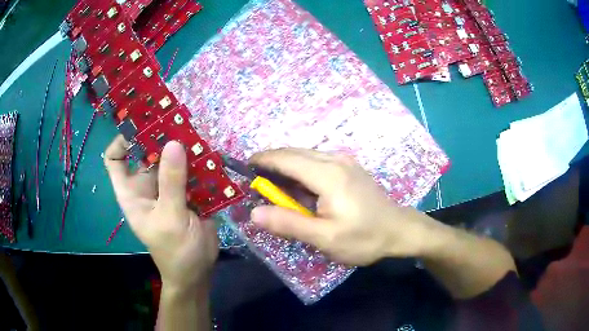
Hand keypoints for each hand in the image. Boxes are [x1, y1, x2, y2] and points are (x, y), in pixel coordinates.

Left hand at [105, 135, 217, 292]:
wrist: (198, 271)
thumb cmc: (176, 251)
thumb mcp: (170, 218)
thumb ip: (171, 183)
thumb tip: (173, 143)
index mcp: (132, 192)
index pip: (115, 159)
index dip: (122, 140)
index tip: (141, 127)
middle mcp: (147, 185)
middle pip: (147, 152)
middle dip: (160, 136)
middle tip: (178, 119)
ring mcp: (168, 187)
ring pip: (170, 157)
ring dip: (182, 146)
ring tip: (197, 132)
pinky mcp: (187, 190)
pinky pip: (190, 168)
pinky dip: (198, 160)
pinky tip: (210, 152)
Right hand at [249, 148, 434, 265]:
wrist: (399, 230)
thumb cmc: (364, 238)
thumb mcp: (325, 238)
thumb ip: (289, 224)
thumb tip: (255, 213)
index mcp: (327, 174)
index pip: (286, 158)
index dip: (263, 160)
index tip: (244, 168)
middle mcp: (335, 159)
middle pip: (294, 153)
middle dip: (272, 163)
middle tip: (256, 183)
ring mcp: (344, 161)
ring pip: (305, 155)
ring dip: (286, 167)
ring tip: (274, 188)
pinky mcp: (349, 167)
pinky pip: (317, 161)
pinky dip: (301, 170)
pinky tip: (299, 188)